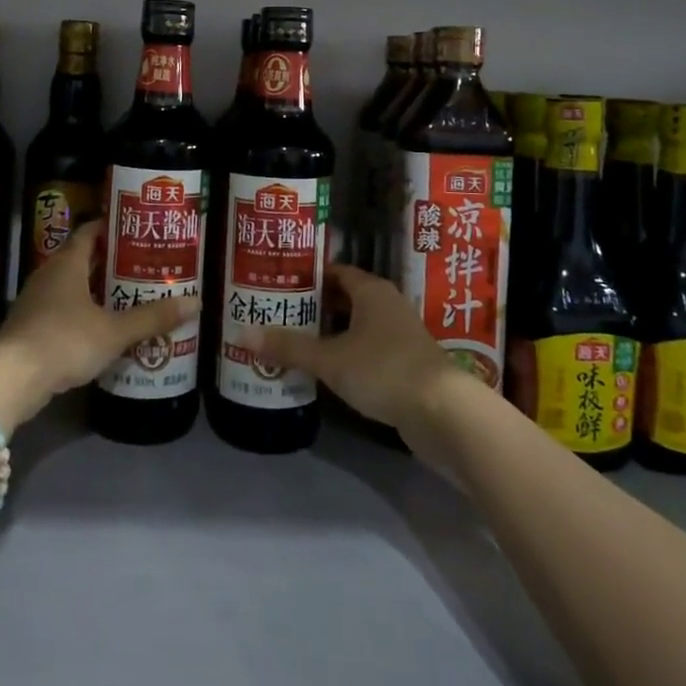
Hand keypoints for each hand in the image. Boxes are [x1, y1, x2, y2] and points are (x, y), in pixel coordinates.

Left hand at [0, 221, 198, 432]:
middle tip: (142, 265)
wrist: (9, 380)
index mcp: (67, 263)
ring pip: (71, 286)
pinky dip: (82, 312)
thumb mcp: (113, 331)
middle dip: (110, 262)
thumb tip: (196, 301)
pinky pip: (62, 310)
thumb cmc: (63, 341)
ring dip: (96, 290)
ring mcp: (35, 301)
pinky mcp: (29, 328)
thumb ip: (152, 318)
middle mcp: (49, 274)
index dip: (112, 228)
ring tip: (128, 296)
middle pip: (82, 258)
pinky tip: (102, 328)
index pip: (90, 232)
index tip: (137, 230)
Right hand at [244, 264, 472, 440]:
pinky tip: (323, 370)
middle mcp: (387, 305)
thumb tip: (241, 333)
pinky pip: (366, 350)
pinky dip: (344, 355)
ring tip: (292, 341)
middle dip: (313, 306)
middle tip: (277, 313)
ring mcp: (399, 336)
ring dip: (328, 333)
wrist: (445, 414)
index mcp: (371, 291)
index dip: (307, 275)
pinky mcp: (405, 365)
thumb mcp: (331, 359)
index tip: (277, 283)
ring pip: (355, 327)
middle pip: (344, 298)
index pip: (334, 271)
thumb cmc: (384, 370)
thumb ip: (289, 347)